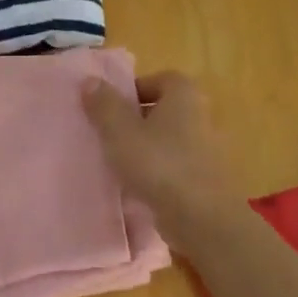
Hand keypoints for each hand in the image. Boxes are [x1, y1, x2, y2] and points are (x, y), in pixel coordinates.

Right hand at [82, 72, 242, 248]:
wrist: (201, 217)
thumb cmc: (159, 164)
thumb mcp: (119, 132)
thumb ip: (103, 105)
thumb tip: (89, 81)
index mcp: (184, 95)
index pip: (159, 79)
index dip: (134, 90)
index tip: (110, 109)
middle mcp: (201, 116)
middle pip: (164, 110)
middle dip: (137, 120)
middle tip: (109, 135)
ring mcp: (207, 149)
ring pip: (169, 140)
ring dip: (146, 148)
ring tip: (119, 163)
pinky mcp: (206, 178)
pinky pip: (176, 166)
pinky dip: (158, 171)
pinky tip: (138, 187)